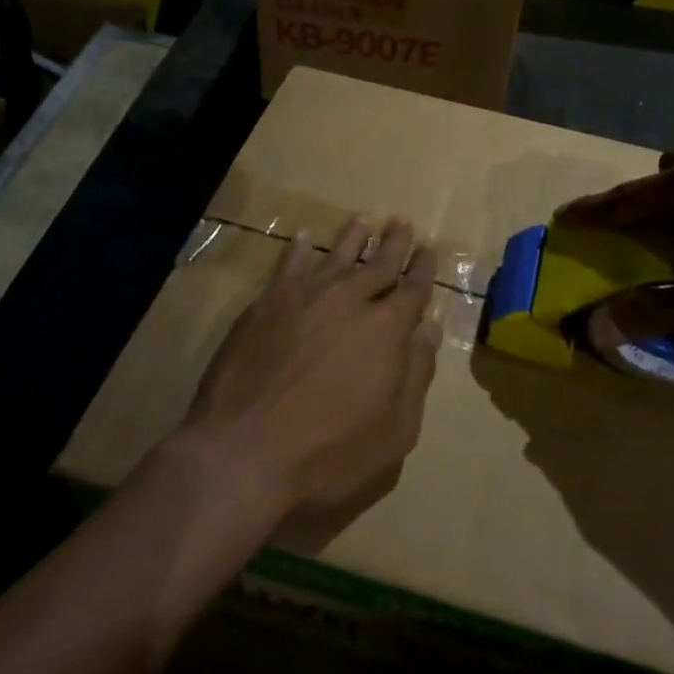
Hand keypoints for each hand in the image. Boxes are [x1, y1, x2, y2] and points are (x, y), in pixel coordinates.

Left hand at [181, 216, 440, 522]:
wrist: (244, 451)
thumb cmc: (329, 452)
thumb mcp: (395, 430)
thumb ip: (416, 375)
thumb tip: (428, 330)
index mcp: (388, 329)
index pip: (414, 289)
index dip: (424, 268)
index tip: (429, 248)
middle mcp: (351, 300)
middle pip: (379, 263)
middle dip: (395, 244)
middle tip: (402, 224)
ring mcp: (306, 296)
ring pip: (338, 255)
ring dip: (354, 237)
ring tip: (363, 221)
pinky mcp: (268, 302)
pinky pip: (290, 264)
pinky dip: (300, 249)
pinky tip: (304, 238)